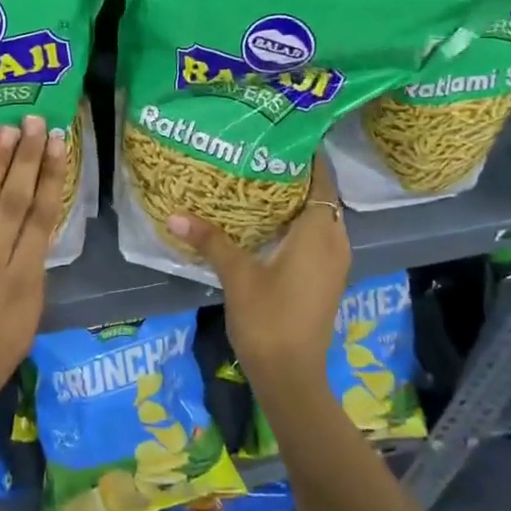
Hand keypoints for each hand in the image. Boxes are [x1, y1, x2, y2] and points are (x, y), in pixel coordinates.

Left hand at [0, 116, 66, 414]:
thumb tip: (28, 244)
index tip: (57, 145)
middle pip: (14, 201)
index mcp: (24, 283)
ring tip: (5, 130)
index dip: (51, 177)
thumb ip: (29, 282)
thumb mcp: (25, 327)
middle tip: (34, 122)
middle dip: (26, 158)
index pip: (42, 218)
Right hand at [166, 156, 349, 383]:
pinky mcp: (326, 279)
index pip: (322, 180)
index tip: (283, 134)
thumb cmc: (269, 319)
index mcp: (320, 232)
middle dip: (296, 176)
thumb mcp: (237, 275)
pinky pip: (317, 238)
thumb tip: (175, 213)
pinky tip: (267, 224)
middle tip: (261, 155)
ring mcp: (334, 263)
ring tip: (259, 182)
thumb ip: (210, 240)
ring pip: (320, 219)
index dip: (308, 156)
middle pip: (321, 197)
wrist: (292, 376)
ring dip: (297, 202)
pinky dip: (298, 225)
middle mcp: (335, 242)